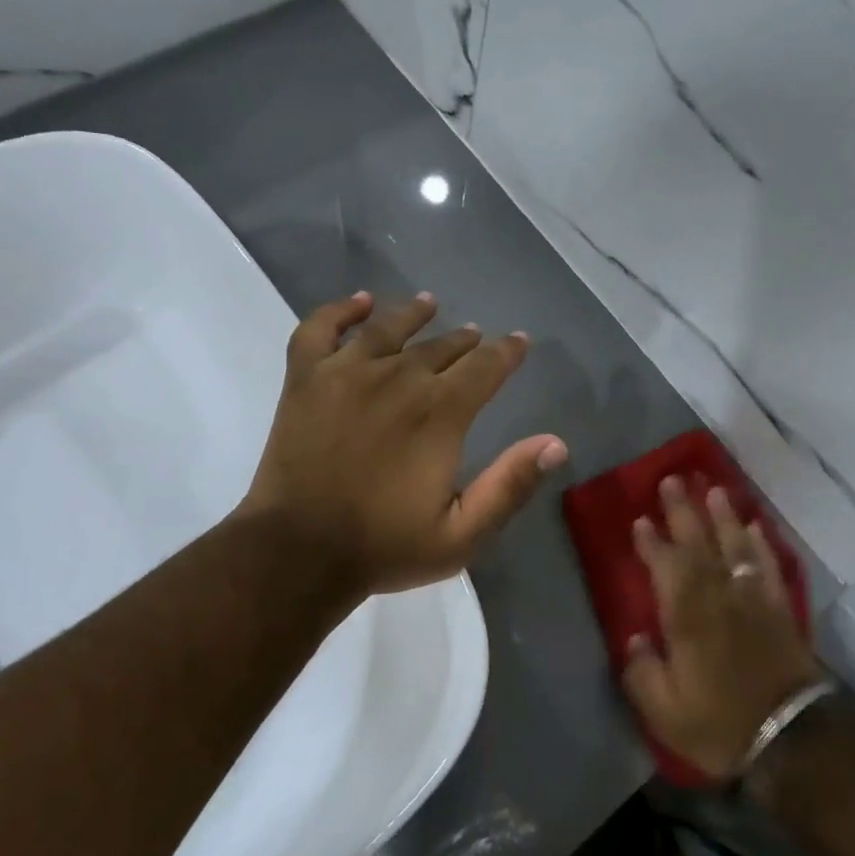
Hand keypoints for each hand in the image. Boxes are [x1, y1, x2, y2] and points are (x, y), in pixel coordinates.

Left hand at [239, 291, 567, 595]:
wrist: (299, 552)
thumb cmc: (384, 546)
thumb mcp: (462, 534)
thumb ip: (510, 485)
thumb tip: (555, 443)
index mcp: (440, 413)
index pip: (486, 366)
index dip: (508, 351)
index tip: (519, 342)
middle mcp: (398, 378)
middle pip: (441, 346)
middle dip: (466, 340)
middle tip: (477, 337)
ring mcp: (346, 372)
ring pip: (388, 327)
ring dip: (414, 314)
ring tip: (429, 304)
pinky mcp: (305, 378)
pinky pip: (320, 328)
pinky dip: (340, 310)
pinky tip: (360, 303)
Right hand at [621, 477, 822, 780]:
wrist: (792, 740)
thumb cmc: (720, 724)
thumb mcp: (663, 710)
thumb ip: (642, 671)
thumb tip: (633, 638)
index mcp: (687, 616)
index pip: (665, 565)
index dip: (651, 541)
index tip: (640, 519)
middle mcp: (719, 596)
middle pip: (699, 543)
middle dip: (684, 511)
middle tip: (672, 480)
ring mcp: (753, 600)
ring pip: (736, 546)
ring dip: (723, 516)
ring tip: (714, 489)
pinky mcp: (780, 610)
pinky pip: (770, 566)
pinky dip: (762, 544)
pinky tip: (756, 527)